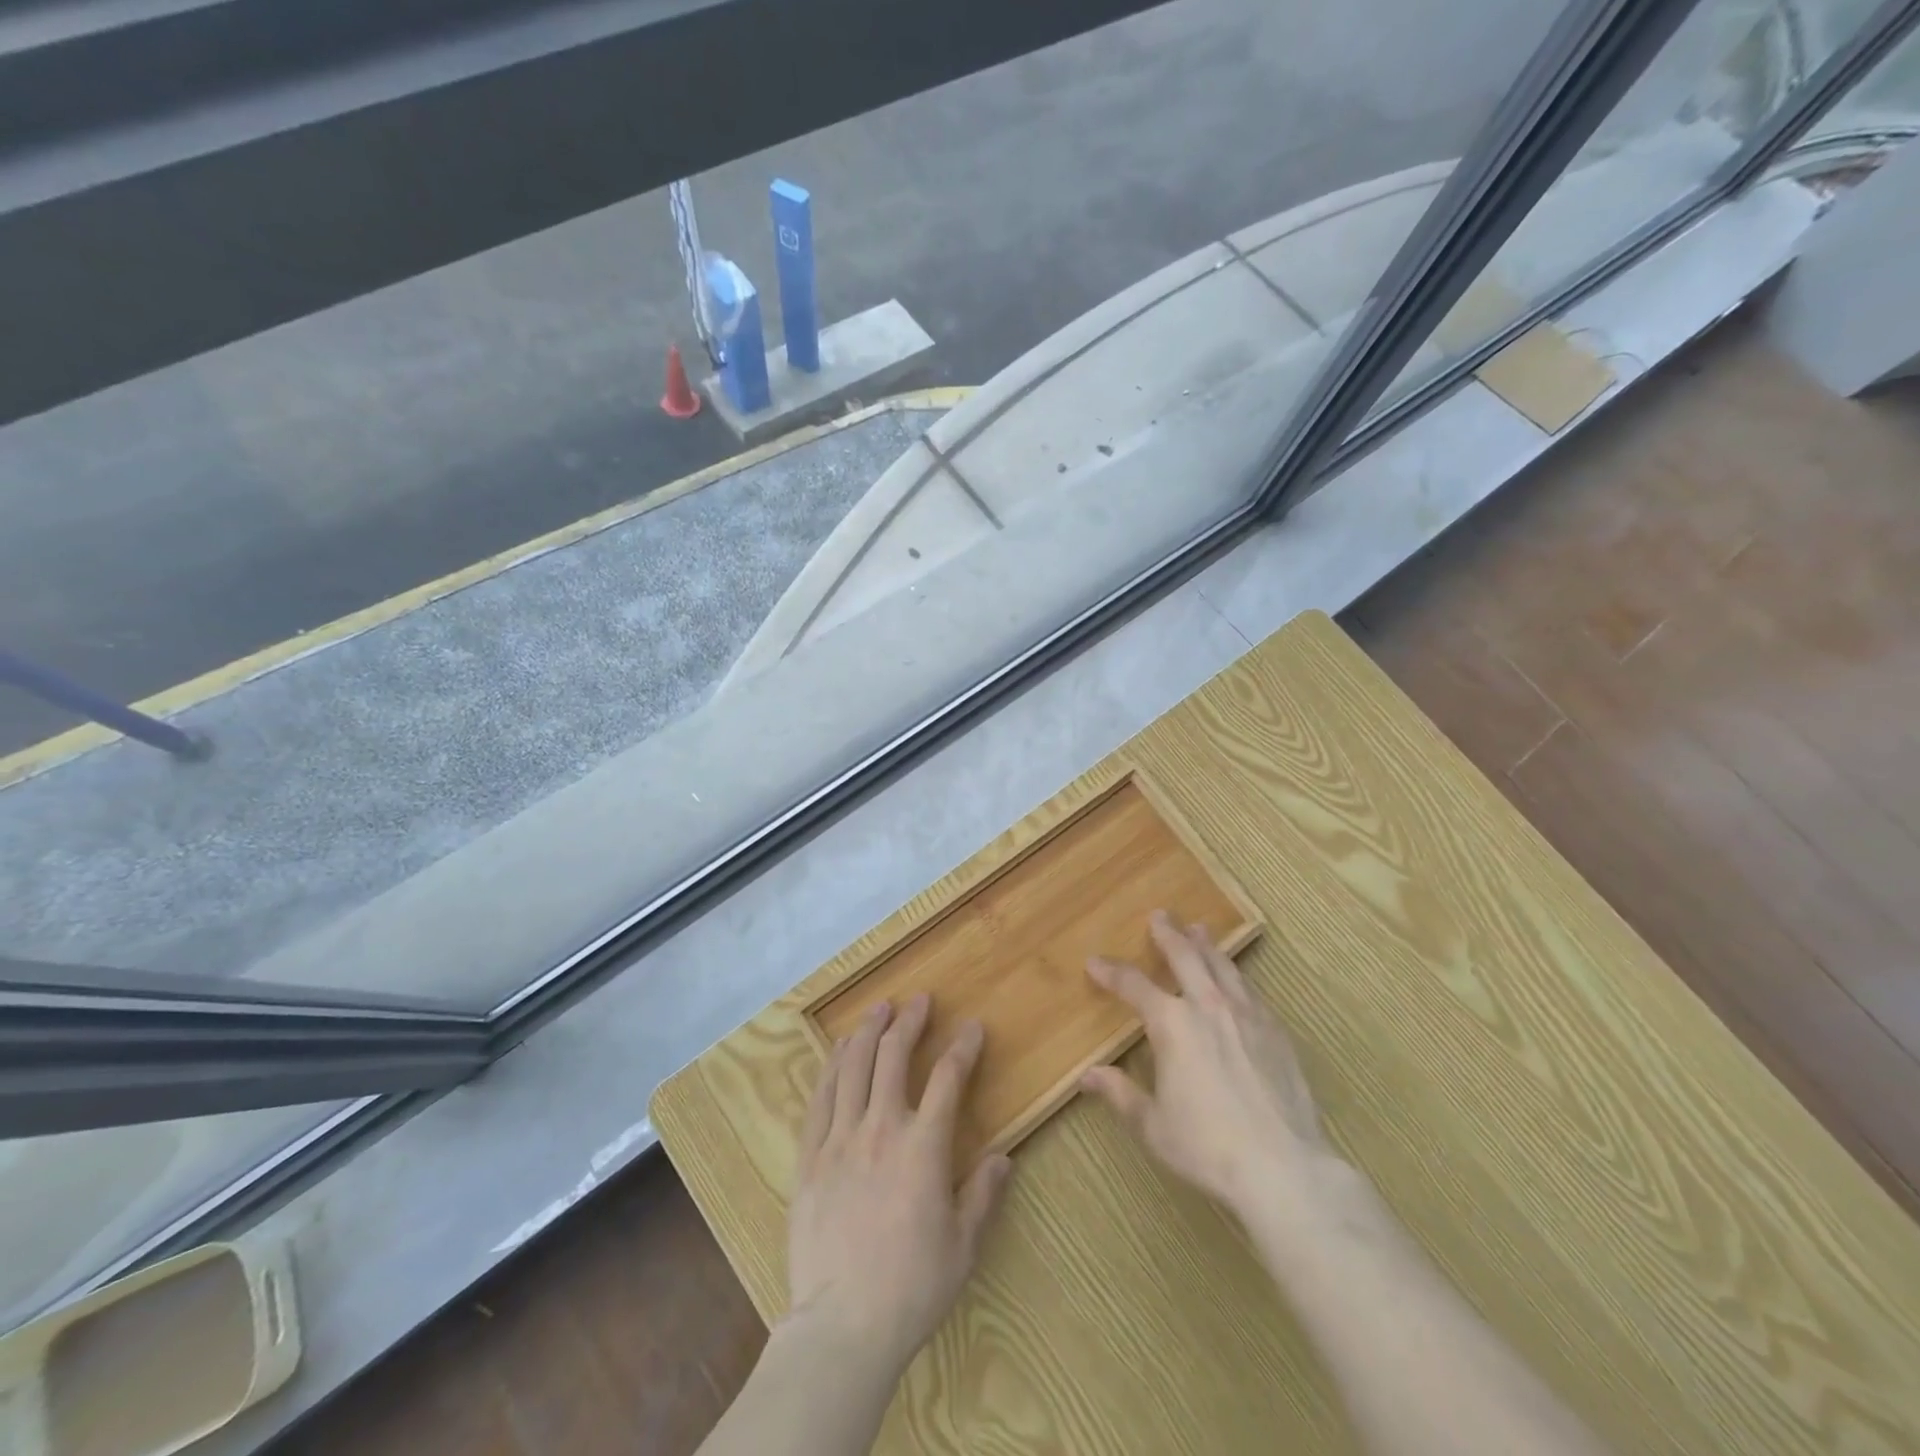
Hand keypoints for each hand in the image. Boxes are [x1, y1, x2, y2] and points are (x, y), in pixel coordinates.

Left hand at [784, 994, 1012, 1379]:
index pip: (948, 1079)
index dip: (963, 1048)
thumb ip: (983, 1195)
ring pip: (854, 1067)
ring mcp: (840, 1139)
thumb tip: (1004, 1158)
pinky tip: (839, 1050)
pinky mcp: (810, 1157)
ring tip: (879, 1009)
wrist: (841, 1326)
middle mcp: (881, 1129)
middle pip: (894, 1057)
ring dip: (869, 1032)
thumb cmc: (911, 1288)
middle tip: (919, 1001)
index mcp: (923, 1147)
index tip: (972, 1028)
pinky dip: (832, 1067)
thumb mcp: (963, 1246)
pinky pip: (821, 1099)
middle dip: (909, 1022)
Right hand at [1081, 912, 1334, 1216]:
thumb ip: (1120, 1094)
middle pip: (1185, 957)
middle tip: (1160, 915)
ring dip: (1206, 946)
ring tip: (1199, 929)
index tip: (1095, 962)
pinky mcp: (1276, 1033)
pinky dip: (1236, 976)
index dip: (1111, 972)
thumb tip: (1088, 1076)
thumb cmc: (1207, 1147)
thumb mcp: (1153, 1125)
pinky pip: (1251, 991)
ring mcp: (1247, 1016)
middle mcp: (1208, 1007)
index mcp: (1172, 1024)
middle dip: (1168, 934)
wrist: (1284, 1168)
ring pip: (1222, 966)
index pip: (1133, 986)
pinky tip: (1237, 980)